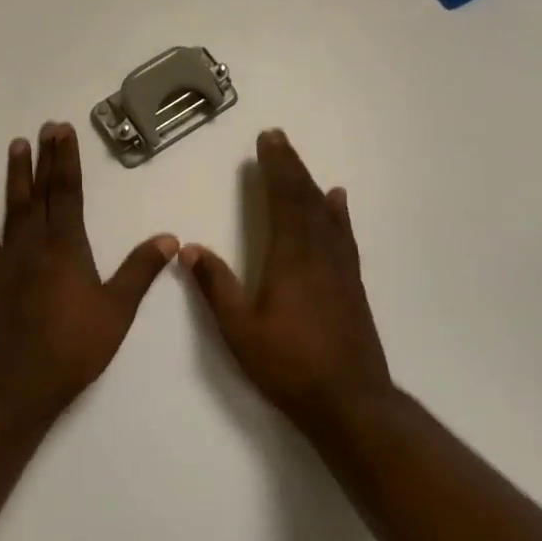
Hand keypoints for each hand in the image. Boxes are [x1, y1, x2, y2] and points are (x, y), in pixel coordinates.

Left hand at [0, 122, 177, 423]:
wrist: (17, 384)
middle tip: (45, 127)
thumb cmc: (73, 348)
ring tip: (16, 146)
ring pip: (13, 208)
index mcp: (68, 247)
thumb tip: (168, 238)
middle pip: (41, 192)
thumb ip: (140, 271)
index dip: (67, 160)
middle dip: (45, 158)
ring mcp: (8, 259)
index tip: (63, 131)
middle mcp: (36, 244)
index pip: (69, 192)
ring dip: (15, 176)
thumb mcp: (117, 311)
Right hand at [183, 130, 392, 432]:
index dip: (275, 168)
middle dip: (290, 166)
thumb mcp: (239, 330)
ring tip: (300, 163)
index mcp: (290, 259)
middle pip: (304, 199)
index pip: (282, 200)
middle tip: (278, 138)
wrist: (350, 402)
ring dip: (310, 183)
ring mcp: (340, 268)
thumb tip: (189, 248)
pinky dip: (338, 213)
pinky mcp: (352, 284)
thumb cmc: (289, 365)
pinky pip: (343, 235)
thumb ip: (216, 287)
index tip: (267, 140)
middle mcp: (318, 254)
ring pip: (325, 214)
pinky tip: (338, 202)